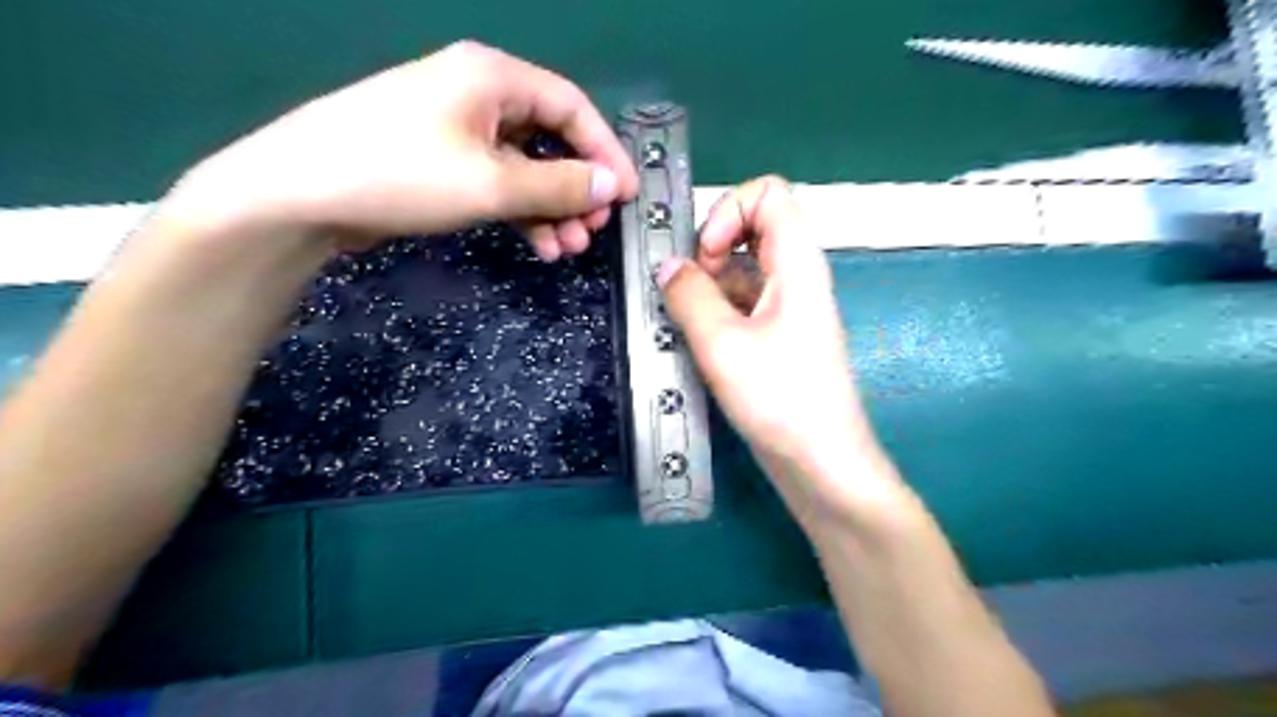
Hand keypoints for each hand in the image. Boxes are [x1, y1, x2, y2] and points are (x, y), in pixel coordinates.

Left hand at [166, 40, 639, 259]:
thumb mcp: (492, 183)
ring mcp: (459, 129)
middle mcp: (480, 94)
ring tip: (566, 248)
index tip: (628, 195)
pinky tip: (538, 245)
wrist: (301, 195)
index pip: (572, 107)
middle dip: (577, 188)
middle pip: (551, 140)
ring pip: (526, 168)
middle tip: (593, 231)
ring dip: (551, 208)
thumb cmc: (403, 174)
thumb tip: (613, 185)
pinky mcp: (443, 162)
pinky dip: (522, 213)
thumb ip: (560, 184)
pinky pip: (499, 183)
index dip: (606, 151)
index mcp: (493, 77)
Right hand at [659, 176, 889, 513]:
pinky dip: (713, 315)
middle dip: (709, 252)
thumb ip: (689, 295)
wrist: (821, 463)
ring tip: (685, 327)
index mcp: (796, 262)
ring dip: (706, 289)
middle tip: (688, 295)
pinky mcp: (774, 338)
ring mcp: (785, 309)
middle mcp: (794, 277)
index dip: (727, 211)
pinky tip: (697, 347)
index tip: (704, 258)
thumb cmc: (781, 400)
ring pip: (739, 271)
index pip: (767, 193)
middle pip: (749, 229)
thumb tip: (667, 266)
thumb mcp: (723, 343)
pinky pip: (739, 305)